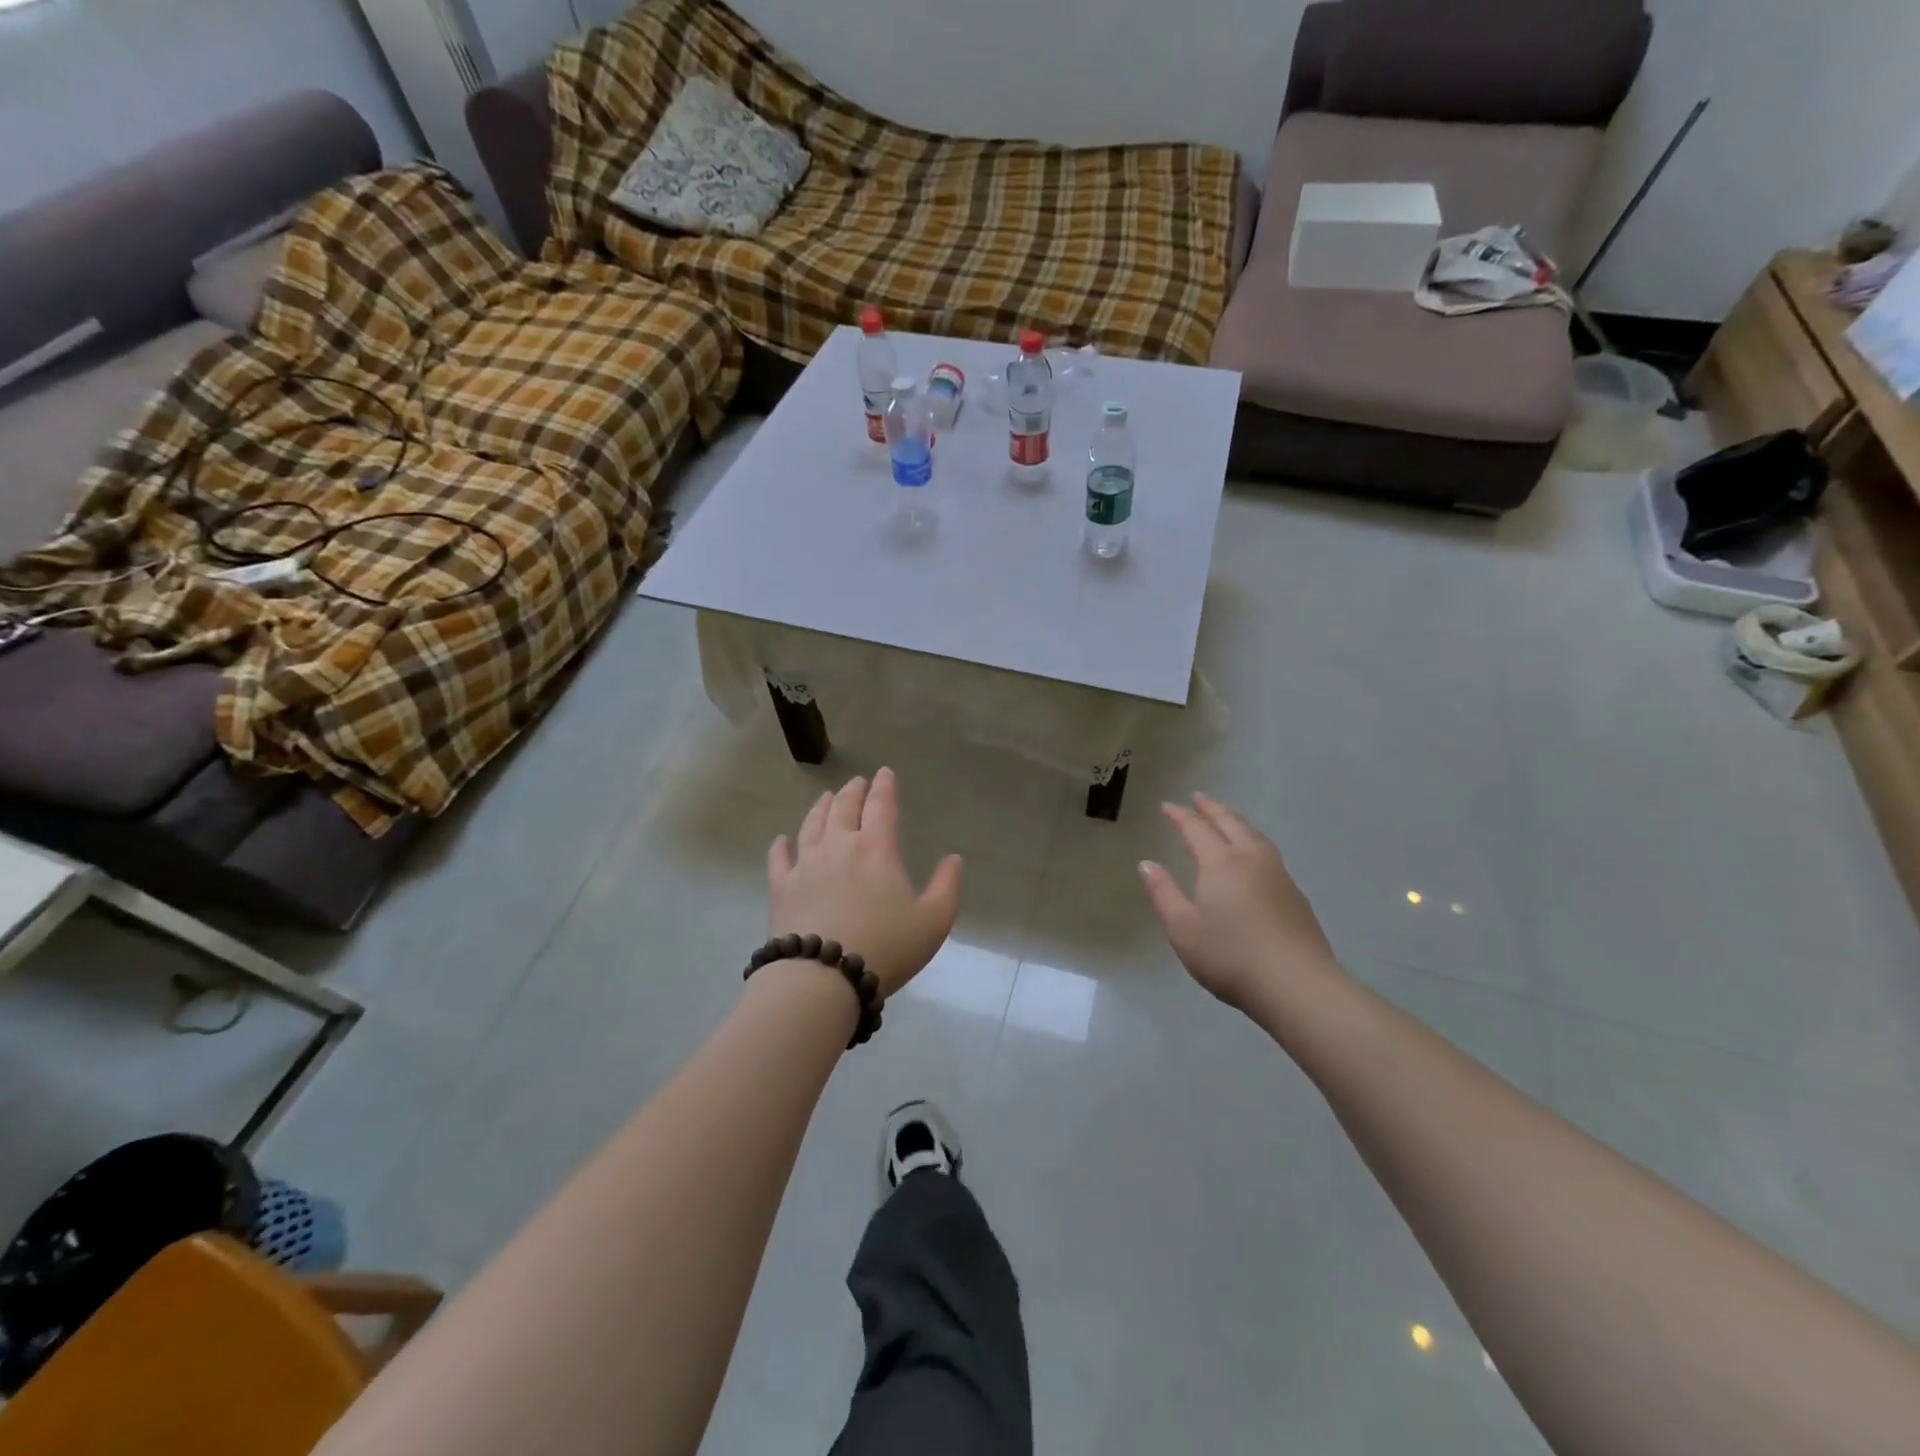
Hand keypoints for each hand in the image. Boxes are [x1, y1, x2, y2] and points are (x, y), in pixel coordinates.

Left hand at [768, 768, 962, 998]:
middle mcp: (839, 847)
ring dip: (820, 808)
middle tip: (856, 782)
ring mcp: (806, 865)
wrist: (823, 978)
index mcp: (877, 849)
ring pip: (811, 825)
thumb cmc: (885, 947)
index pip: (881, 806)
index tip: (884, 773)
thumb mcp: (933, 921)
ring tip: (825, 798)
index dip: (884, 787)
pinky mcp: (781, 888)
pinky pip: (778, 859)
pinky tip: (780, 840)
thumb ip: (947, 886)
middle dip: (852, 791)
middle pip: (844, 808)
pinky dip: (780, 846)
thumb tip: (953, 858)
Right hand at [1138, 793, 1337, 1008]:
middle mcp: (1251, 859)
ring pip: (1255, 835)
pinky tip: (1253, 856)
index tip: (1168, 805)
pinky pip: (1269, 852)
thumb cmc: (1230, 956)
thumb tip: (1147, 864)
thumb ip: (1164, 893)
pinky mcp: (1295, 895)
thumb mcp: (1183, 929)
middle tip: (1199, 798)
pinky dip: (1253, 841)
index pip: (1197, 829)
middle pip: (1230, 823)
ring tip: (1227, 818)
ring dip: (1236, 821)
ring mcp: (1278, 875)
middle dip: (1212, 809)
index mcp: (1220, 863)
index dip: (1180, 816)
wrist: (1297, 984)